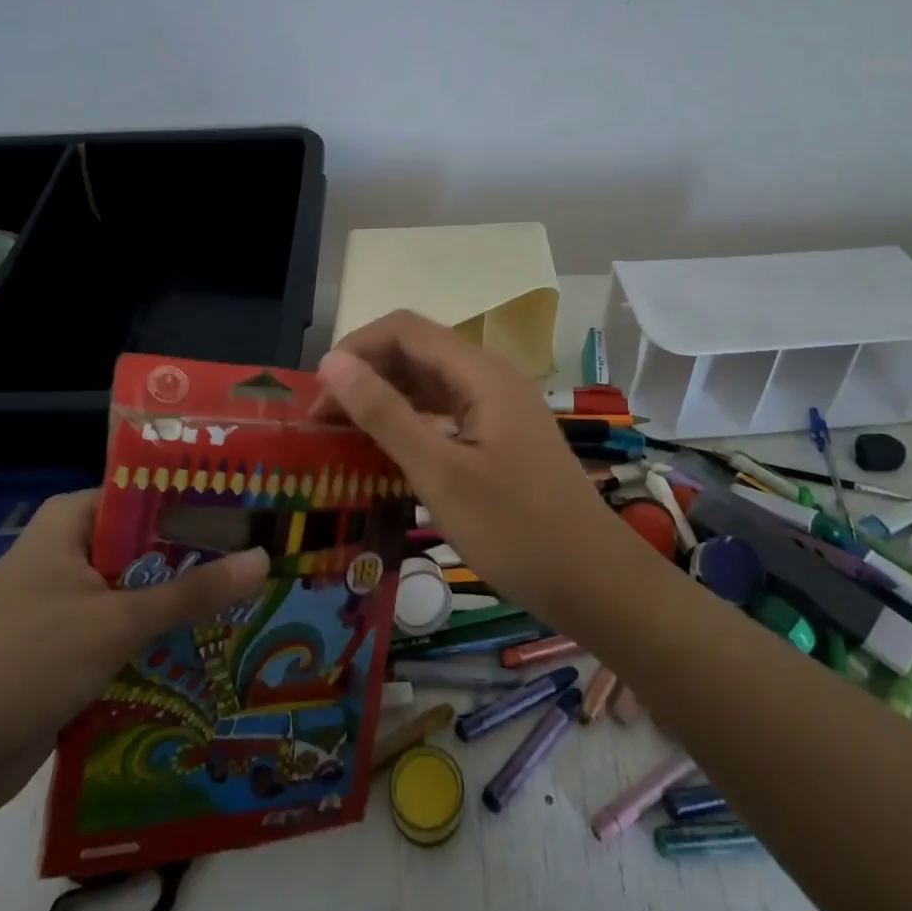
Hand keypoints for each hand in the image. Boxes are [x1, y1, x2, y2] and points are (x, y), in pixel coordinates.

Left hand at [0, 489, 268, 828]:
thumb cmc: (20, 665)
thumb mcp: (114, 623)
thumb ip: (192, 592)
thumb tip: (265, 558)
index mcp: (72, 522)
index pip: (152, 492)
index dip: (203, 500)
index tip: (258, 512)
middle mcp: (70, 552)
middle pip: (150, 545)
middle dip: (202, 559)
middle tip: (270, 560)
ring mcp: (67, 603)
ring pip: (141, 593)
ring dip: (185, 605)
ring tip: (257, 603)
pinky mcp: (67, 651)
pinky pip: (125, 634)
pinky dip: (160, 642)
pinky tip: (213, 649)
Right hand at [315, 310, 638, 624]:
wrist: (593, 581)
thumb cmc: (516, 529)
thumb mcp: (440, 473)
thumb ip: (385, 413)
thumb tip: (332, 362)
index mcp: (481, 373)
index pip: (405, 329)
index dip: (356, 349)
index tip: (318, 395)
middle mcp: (490, 377)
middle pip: (416, 352)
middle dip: (365, 375)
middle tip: (322, 423)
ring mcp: (498, 407)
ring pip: (428, 383)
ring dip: (384, 399)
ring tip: (343, 436)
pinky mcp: (499, 436)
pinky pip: (445, 412)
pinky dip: (410, 422)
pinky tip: (386, 451)